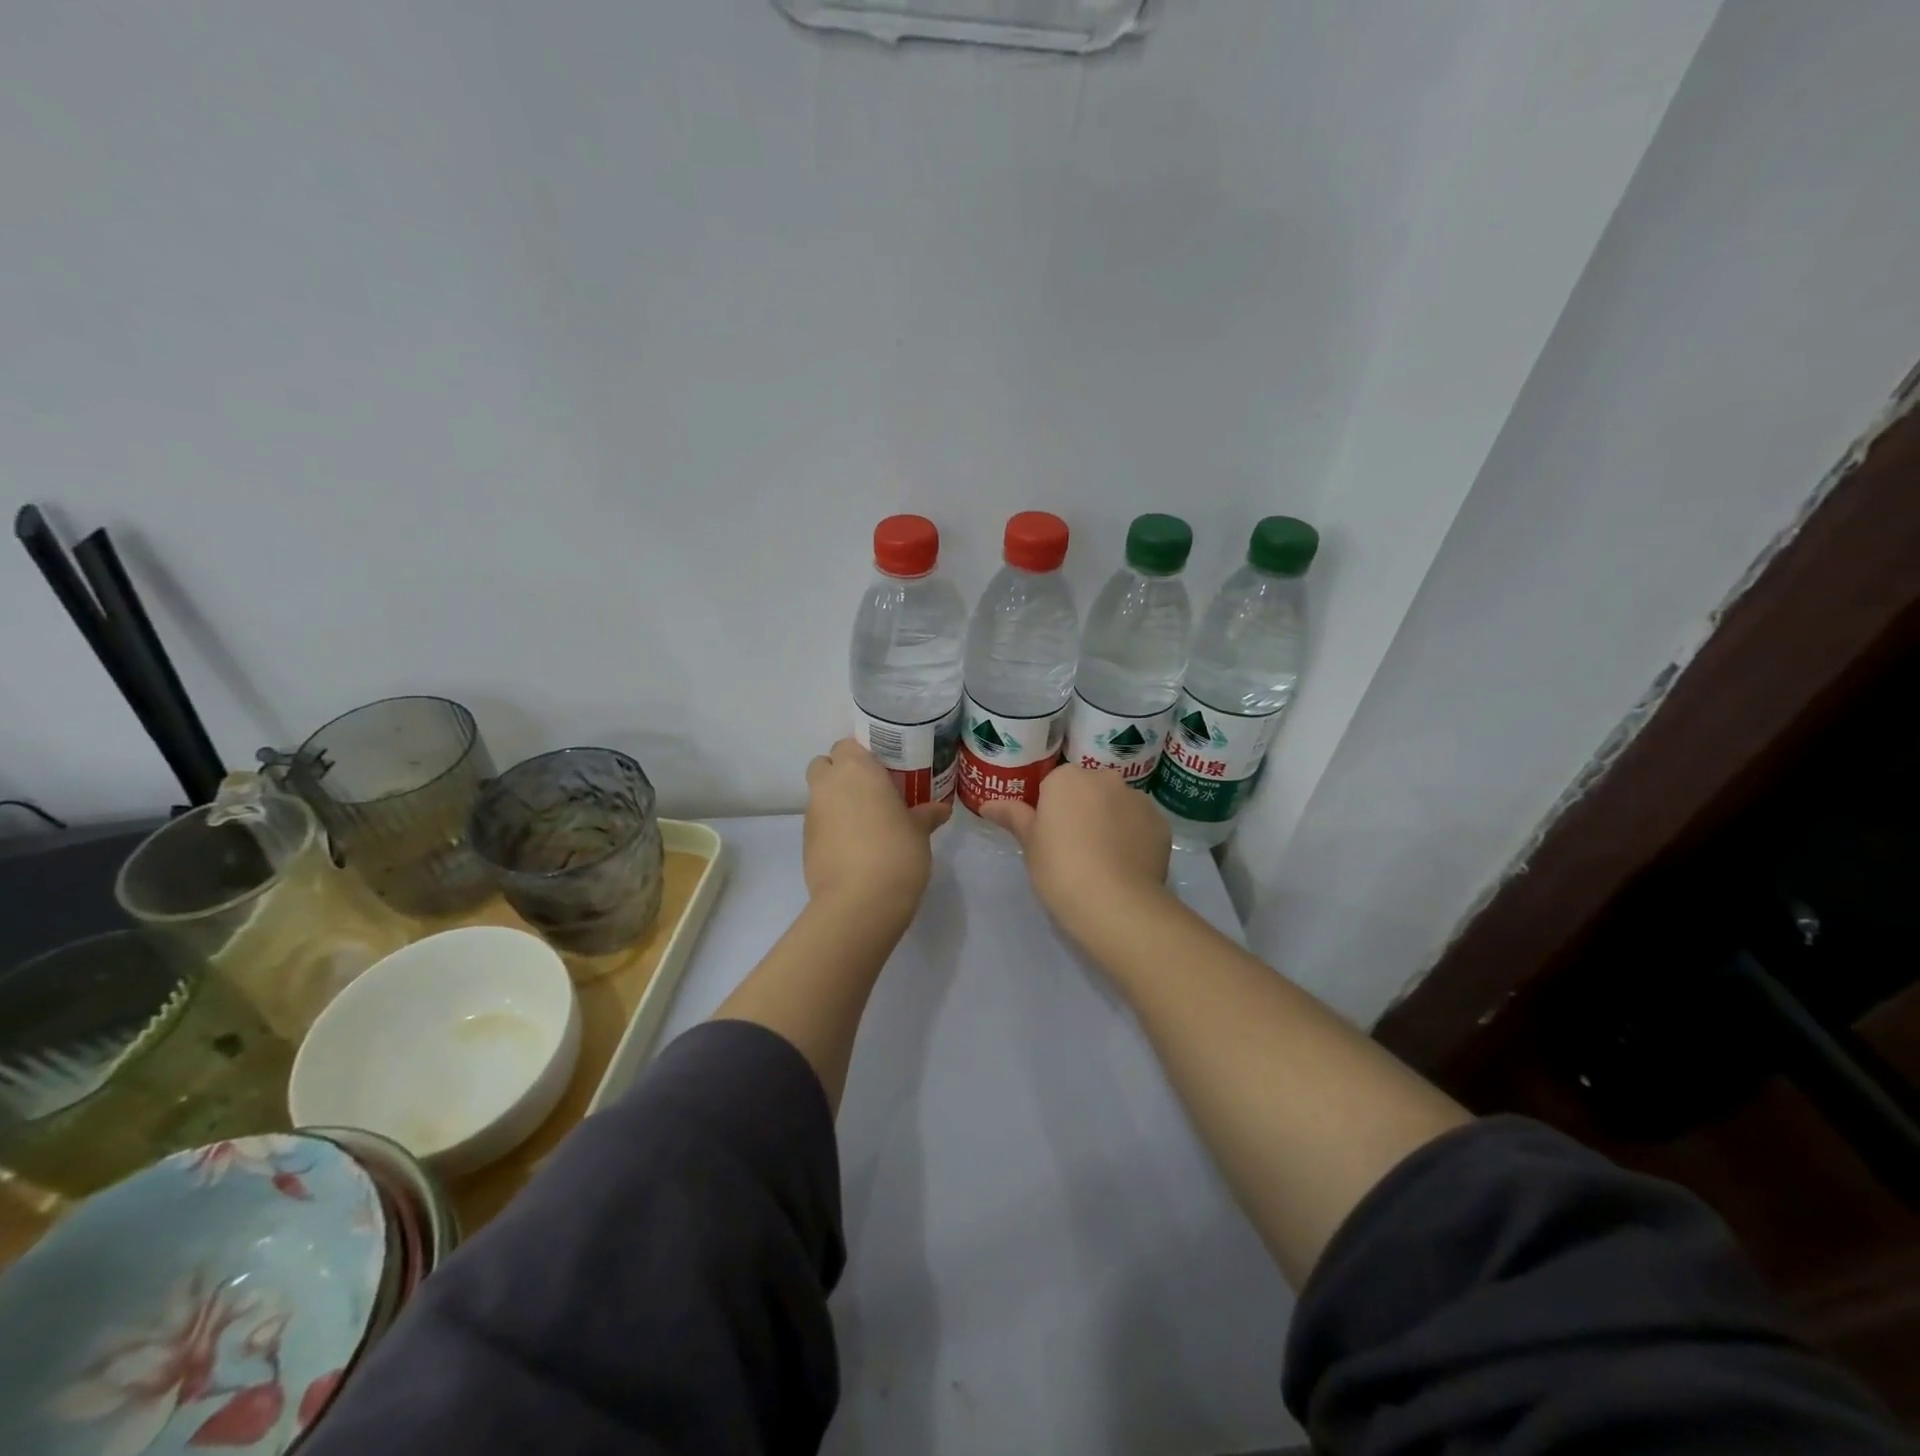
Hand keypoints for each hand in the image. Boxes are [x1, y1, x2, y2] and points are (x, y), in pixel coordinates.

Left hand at [804, 738, 950, 918]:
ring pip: (819, 795)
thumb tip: (940, 809)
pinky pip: (819, 823)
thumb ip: (927, 814)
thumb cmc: (896, 852)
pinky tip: (855, 848)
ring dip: (837, 802)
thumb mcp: (919, 831)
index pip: (848, 745)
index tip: (883, 772)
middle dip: (842, 774)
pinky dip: (832, 828)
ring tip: (866, 824)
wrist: (859, 902)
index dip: (863, 756)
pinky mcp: (805, 842)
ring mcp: (812, 814)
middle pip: (824, 765)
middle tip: (870, 793)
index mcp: (857, 769)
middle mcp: (828, 785)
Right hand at [980, 764, 1171, 939]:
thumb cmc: (1060, 869)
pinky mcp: (1160, 823)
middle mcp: (1105, 778)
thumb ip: (1012, 816)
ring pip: (1117, 805)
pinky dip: (1133, 837)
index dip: (1049, 812)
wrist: (1116, 903)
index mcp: (1067, 778)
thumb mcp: (1029, 844)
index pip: (1053, 786)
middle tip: (1073, 849)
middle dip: (1081, 810)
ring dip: (1109, 821)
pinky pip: (1140, 824)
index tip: (1048, 838)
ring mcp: (1137, 799)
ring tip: (1103, 861)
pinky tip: (1125, 866)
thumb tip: (986, 804)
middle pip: (1088, 790)